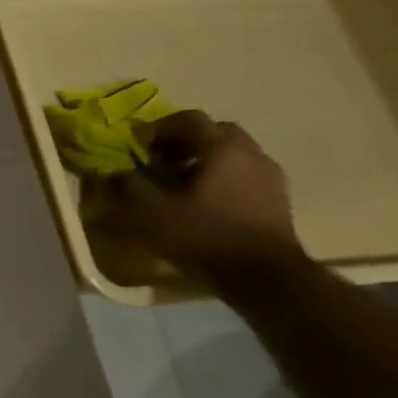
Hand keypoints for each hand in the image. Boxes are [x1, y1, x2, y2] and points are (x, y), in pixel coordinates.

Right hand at [92, 110, 303, 275]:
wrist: (267, 278)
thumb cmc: (206, 235)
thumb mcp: (153, 212)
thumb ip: (131, 185)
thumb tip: (118, 172)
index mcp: (220, 148)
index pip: (187, 119)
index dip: (158, 128)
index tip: (139, 147)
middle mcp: (250, 154)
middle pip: (215, 131)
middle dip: (186, 140)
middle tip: (163, 159)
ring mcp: (269, 176)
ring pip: (233, 153)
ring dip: (206, 159)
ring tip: (183, 182)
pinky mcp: (278, 200)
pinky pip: (246, 174)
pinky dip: (224, 177)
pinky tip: (208, 201)